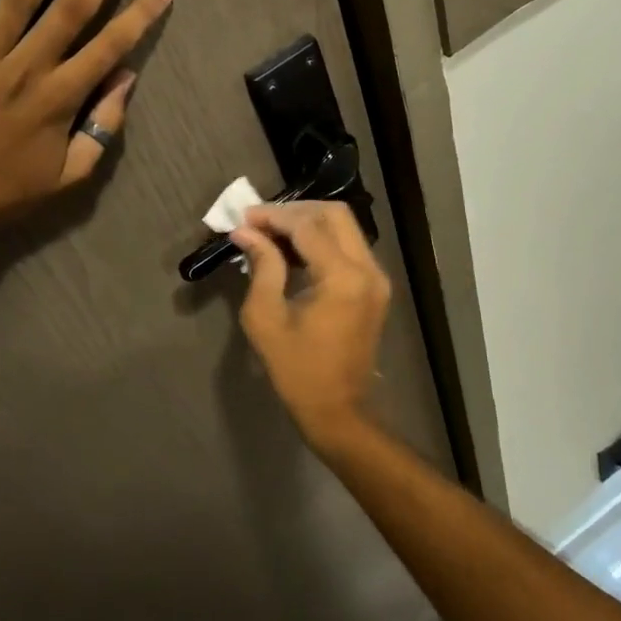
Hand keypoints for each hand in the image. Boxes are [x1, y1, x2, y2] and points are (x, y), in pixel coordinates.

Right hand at [230, 202, 391, 445]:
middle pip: (334, 215)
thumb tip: (245, 232)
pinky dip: (321, 241)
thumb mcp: (266, 318)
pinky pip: (349, 248)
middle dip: (294, 211)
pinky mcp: (375, 288)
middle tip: (259, 221)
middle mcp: (368, 269)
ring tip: (271, 233)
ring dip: (308, 223)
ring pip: (344, 228)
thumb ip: (261, 266)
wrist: (338, 409)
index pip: (306, 226)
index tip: (243, 218)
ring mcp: (377, 278)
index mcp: (342, 278)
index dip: (273, 216)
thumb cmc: (297, 370)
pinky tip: (292, 251)